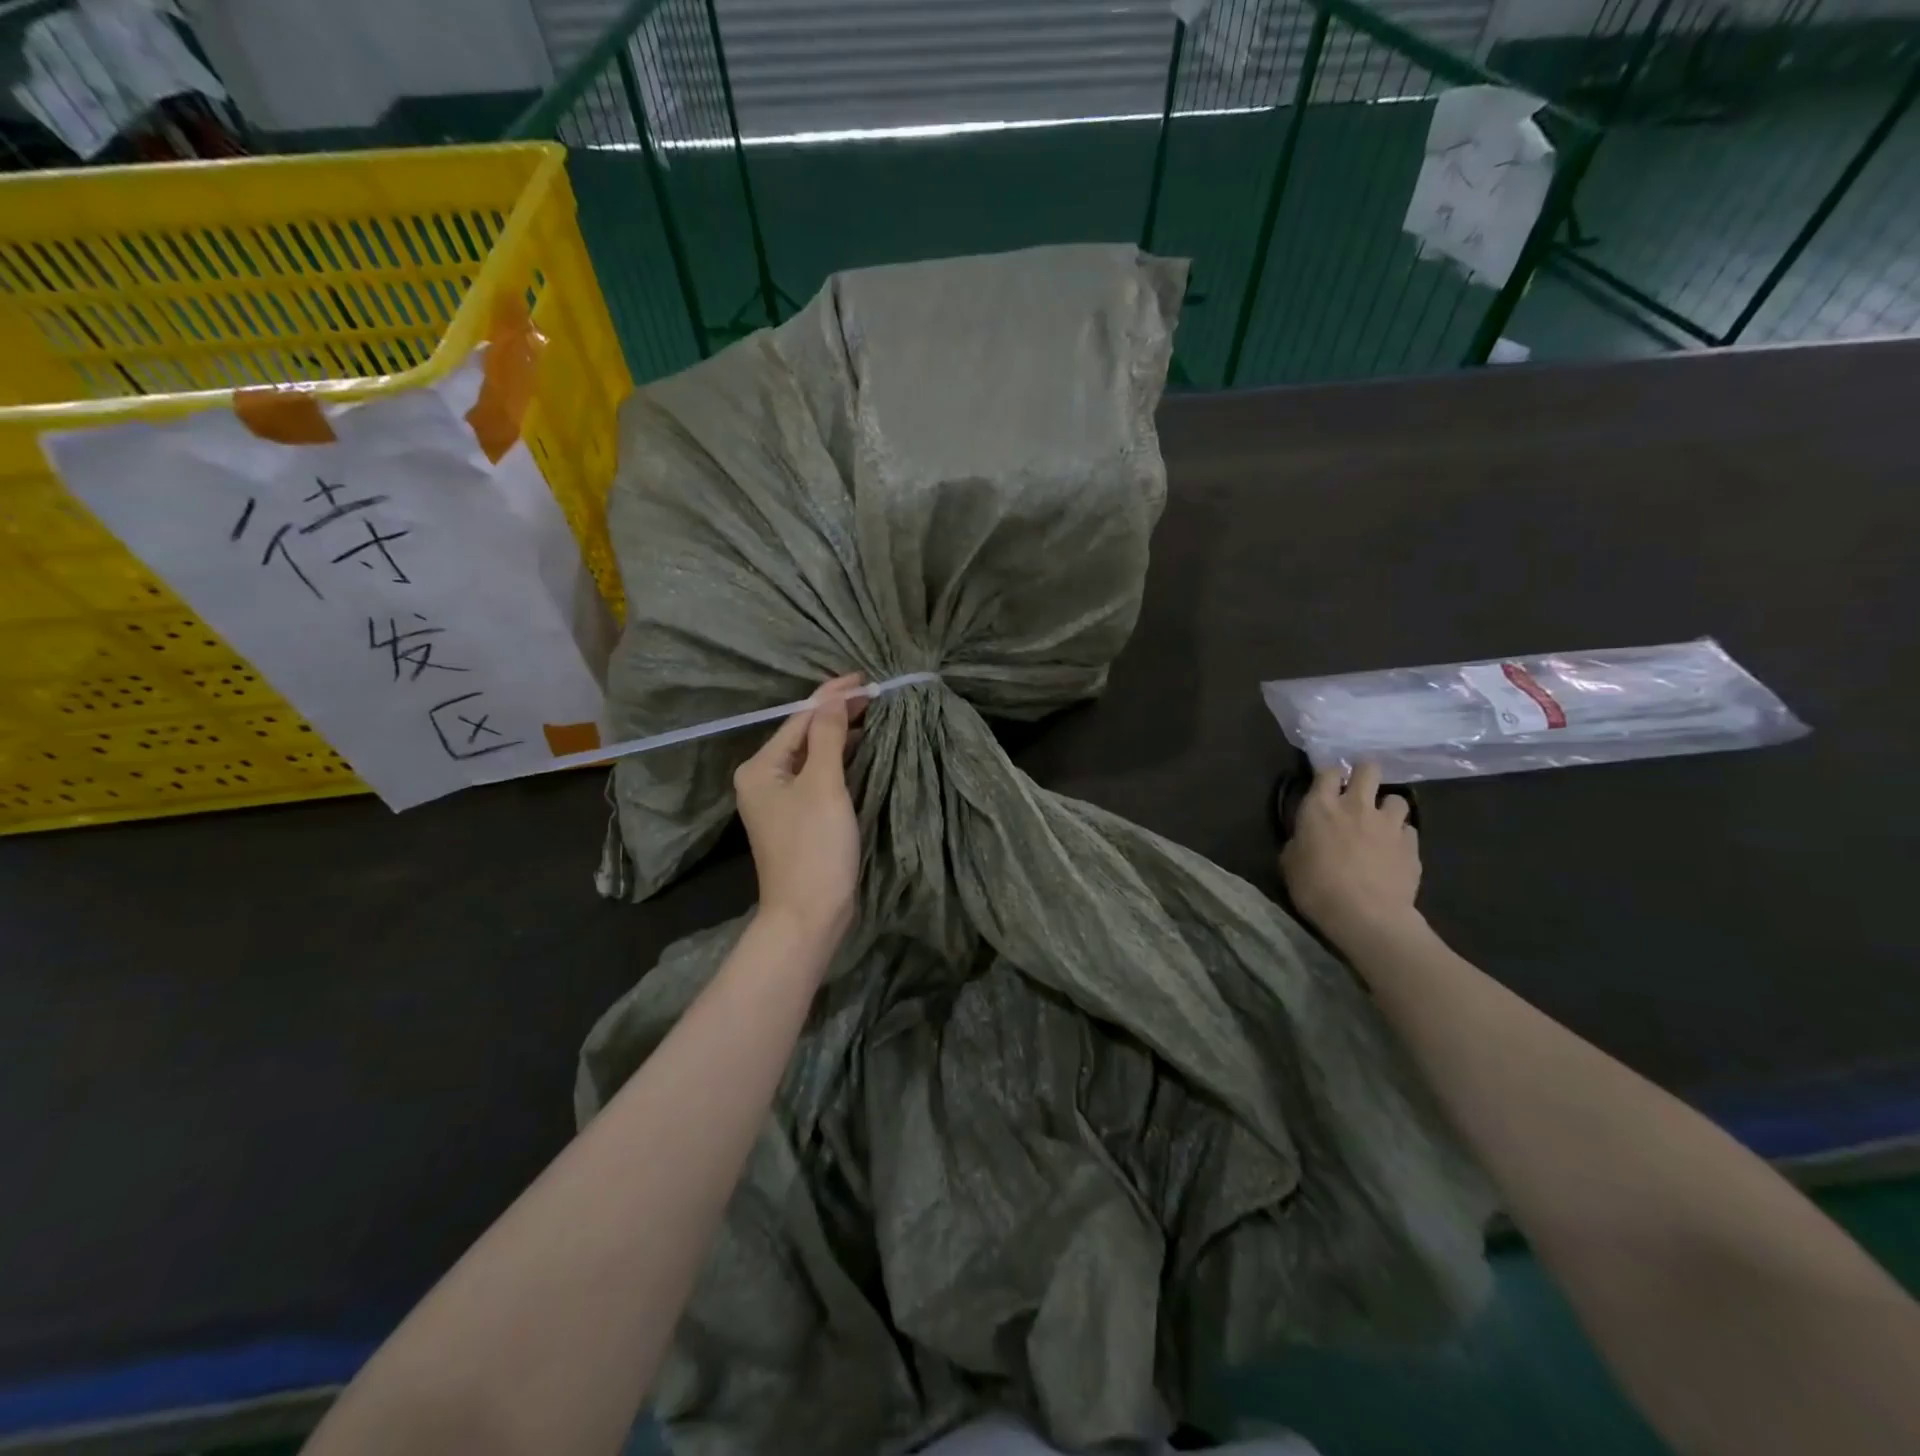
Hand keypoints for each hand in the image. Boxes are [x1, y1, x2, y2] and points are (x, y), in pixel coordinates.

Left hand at [733, 674, 865, 944]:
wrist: (808, 915)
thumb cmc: (814, 847)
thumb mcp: (823, 786)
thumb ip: (828, 738)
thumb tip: (834, 700)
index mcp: (760, 768)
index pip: (800, 719)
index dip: (832, 698)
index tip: (865, 679)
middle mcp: (763, 779)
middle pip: (804, 735)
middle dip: (837, 714)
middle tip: (874, 694)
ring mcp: (780, 801)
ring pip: (813, 756)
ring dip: (840, 736)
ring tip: (872, 715)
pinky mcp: (798, 818)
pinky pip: (819, 777)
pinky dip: (840, 760)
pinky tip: (861, 751)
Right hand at [1280, 761, 1422, 949]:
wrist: (1366, 916)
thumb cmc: (1316, 887)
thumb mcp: (1290, 862)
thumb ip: (1299, 841)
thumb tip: (1306, 838)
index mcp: (1321, 807)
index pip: (1328, 771)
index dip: (1329, 775)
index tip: (1327, 785)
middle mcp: (1357, 806)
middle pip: (1369, 769)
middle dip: (1365, 773)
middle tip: (1359, 789)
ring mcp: (1388, 824)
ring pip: (1396, 798)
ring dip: (1387, 807)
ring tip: (1381, 823)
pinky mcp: (1412, 845)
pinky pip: (1409, 830)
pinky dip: (1401, 836)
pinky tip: (1394, 851)